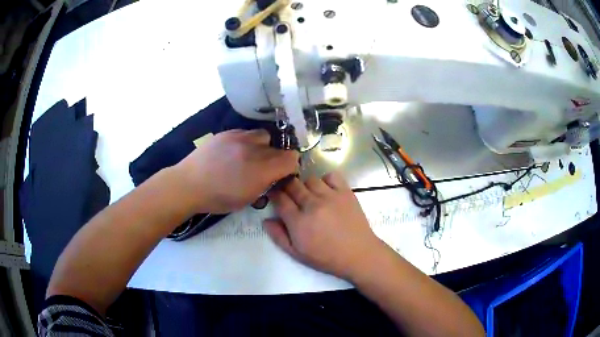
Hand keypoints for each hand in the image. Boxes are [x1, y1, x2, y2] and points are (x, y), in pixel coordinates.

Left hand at [174, 129, 298, 213]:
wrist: (188, 184)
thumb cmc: (217, 199)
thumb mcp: (247, 200)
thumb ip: (265, 185)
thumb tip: (274, 176)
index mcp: (260, 170)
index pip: (291, 159)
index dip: (290, 167)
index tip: (282, 174)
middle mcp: (253, 150)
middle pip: (279, 147)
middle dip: (276, 158)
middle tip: (264, 168)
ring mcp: (239, 137)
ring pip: (264, 136)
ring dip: (263, 146)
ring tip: (250, 156)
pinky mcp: (227, 132)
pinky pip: (246, 132)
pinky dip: (247, 142)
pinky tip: (235, 151)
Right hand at [264, 172, 384, 279]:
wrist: (358, 254)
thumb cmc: (326, 257)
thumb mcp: (297, 254)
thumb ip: (279, 236)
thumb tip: (266, 220)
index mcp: (299, 222)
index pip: (280, 199)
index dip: (274, 195)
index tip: (275, 197)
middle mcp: (312, 205)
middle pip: (292, 185)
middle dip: (287, 188)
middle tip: (291, 197)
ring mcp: (330, 196)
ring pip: (310, 179)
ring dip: (306, 186)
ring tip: (310, 196)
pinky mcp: (345, 192)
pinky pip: (331, 176)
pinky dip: (326, 180)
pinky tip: (327, 191)